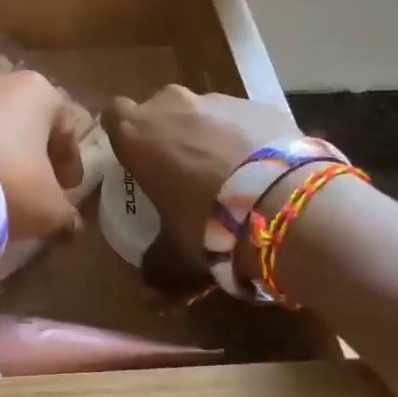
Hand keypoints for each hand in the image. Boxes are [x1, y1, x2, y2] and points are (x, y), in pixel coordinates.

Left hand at [0, 67, 87, 241]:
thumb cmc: (3, 181)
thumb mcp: (47, 210)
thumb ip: (65, 218)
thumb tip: (72, 228)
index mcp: (41, 92)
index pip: (68, 129)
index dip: (70, 163)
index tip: (68, 190)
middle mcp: (3, 81)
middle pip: (29, 124)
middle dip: (34, 158)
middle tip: (35, 192)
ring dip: (0, 157)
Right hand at [102, 86, 301, 270]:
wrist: (284, 202)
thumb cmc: (208, 224)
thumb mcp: (177, 255)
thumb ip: (158, 268)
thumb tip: (147, 296)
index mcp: (137, 133)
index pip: (113, 115)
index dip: (125, 134)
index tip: (137, 158)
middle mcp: (172, 105)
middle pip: (160, 110)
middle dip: (168, 134)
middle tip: (183, 172)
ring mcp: (218, 100)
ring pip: (203, 113)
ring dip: (208, 136)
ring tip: (231, 177)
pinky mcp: (259, 104)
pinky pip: (242, 119)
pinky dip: (245, 138)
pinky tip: (263, 172)